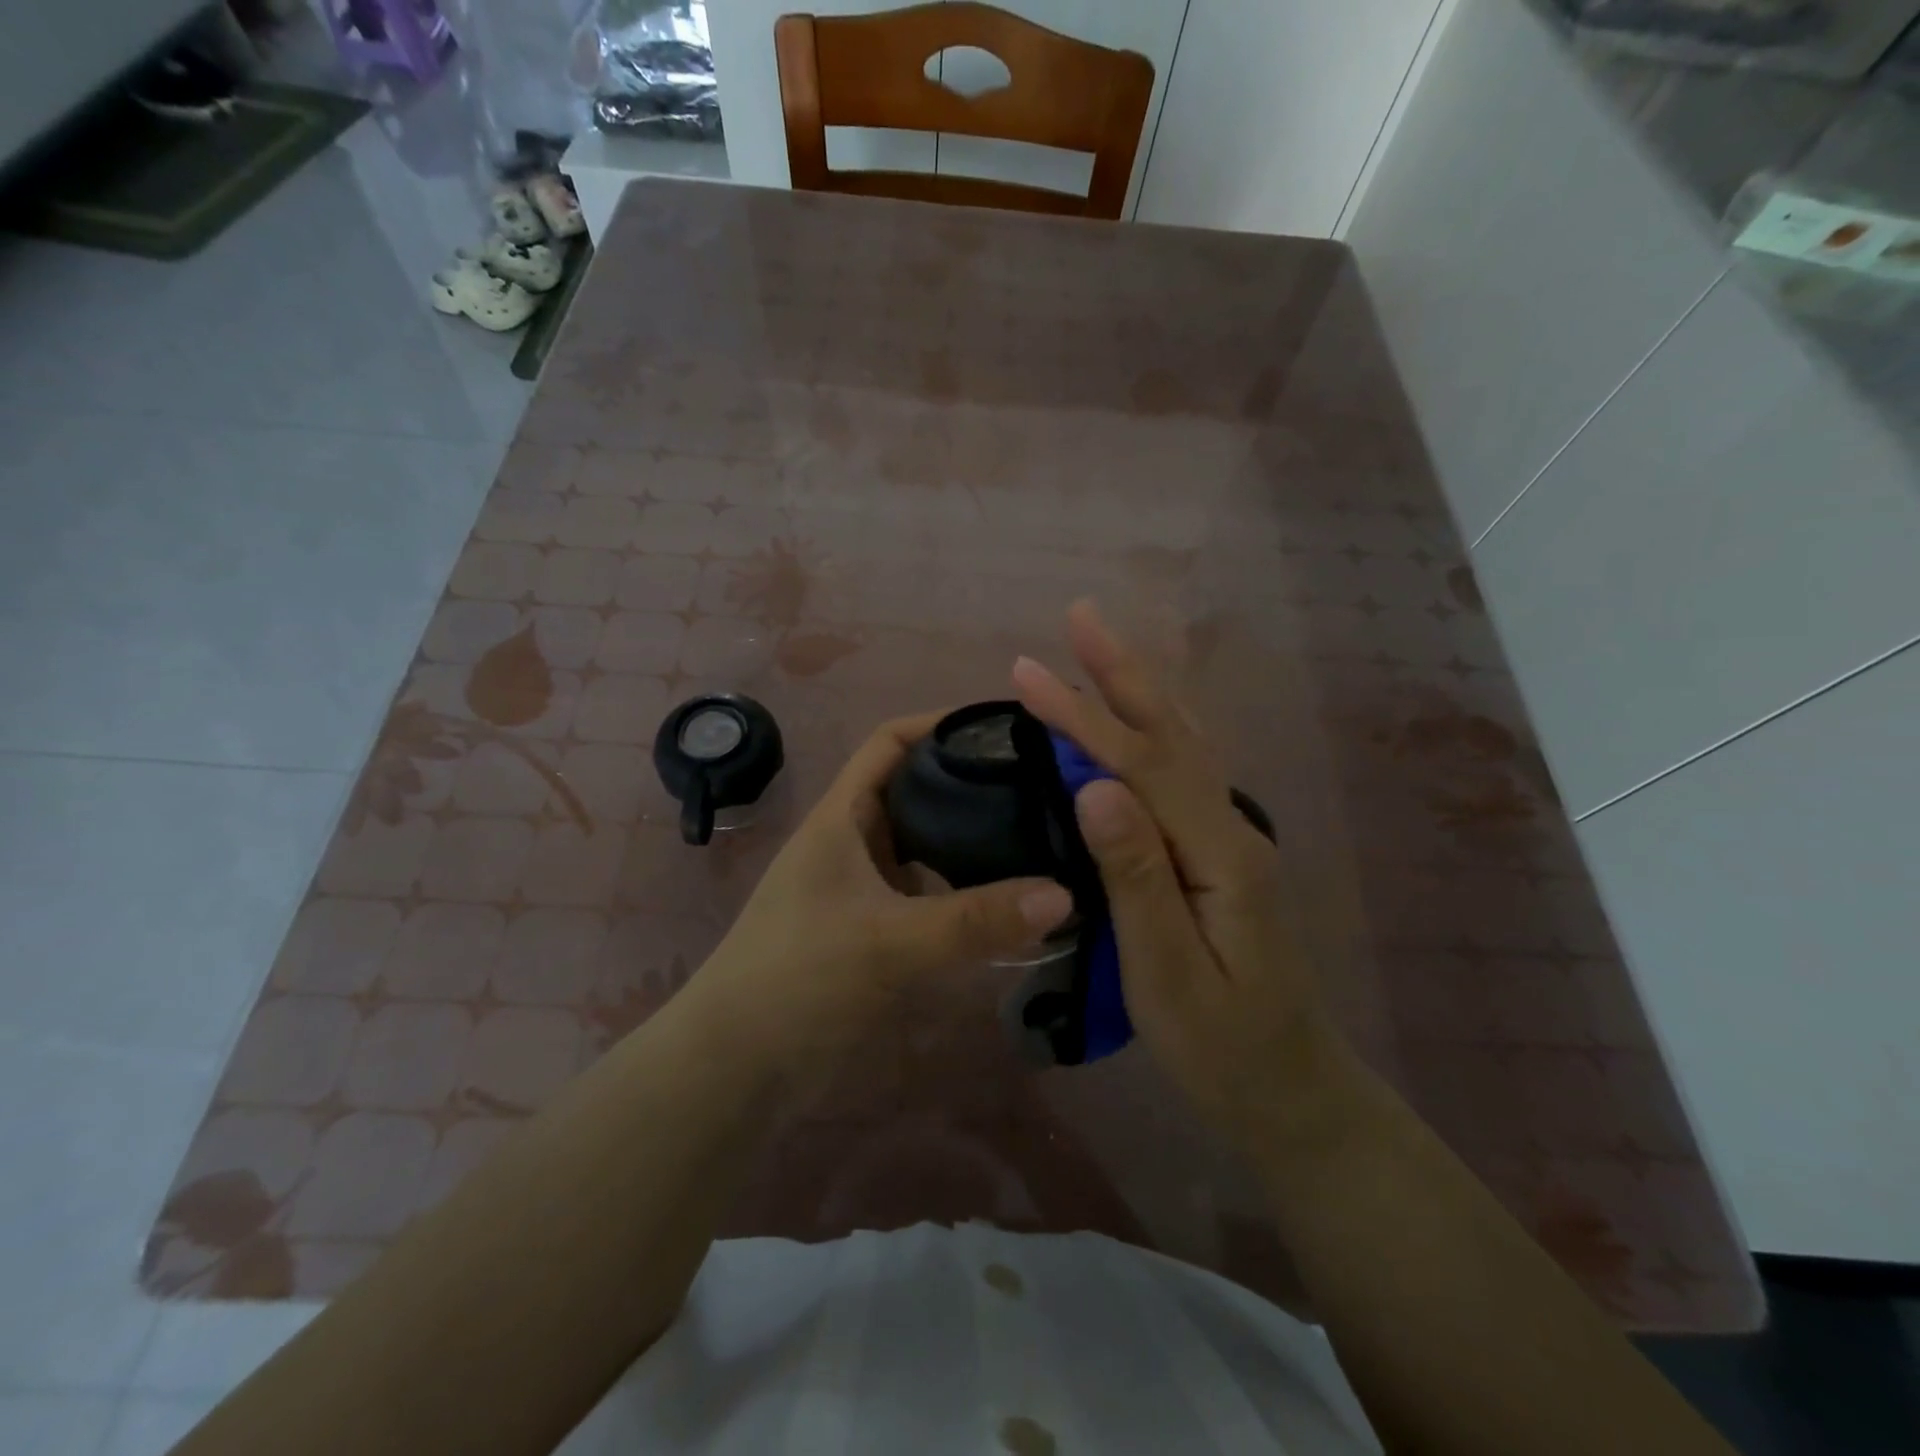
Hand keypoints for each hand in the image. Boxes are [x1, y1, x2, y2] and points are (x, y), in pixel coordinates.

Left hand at [692, 713, 1072, 1085]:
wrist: (737, 1066)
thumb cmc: (798, 979)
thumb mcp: (888, 941)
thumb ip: (975, 920)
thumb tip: (1064, 894)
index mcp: (842, 817)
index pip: (891, 742)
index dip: (940, 723)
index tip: (1004, 726)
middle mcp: (853, 841)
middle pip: (917, 789)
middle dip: (971, 781)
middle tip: (1042, 784)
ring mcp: (863, 887)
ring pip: (926, 844)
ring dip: (971, 838)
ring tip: (1039, 834)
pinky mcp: (874, 927)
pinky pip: (929, 892)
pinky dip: (964, 889)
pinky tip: (1007, 900)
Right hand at [1012, 602, 1357, 1151]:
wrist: (1293, 1092)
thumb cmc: (1222, 1047)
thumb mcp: (1169, 975)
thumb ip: (1135, 877)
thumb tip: (1095, 787)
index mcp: (1218, 855)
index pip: (1141, 765)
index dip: (1082, 717)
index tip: (1027, 674)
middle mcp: (1231, 829)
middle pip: (1171, 733)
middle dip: (1121, 672)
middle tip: (1079, 616)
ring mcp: (1230, 838)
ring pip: (1183, 744)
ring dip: (1139, 690)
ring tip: (1101, 648)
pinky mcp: (1219, 854)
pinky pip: (1183, 771)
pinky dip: (1154, 729)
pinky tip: (1140, 718)